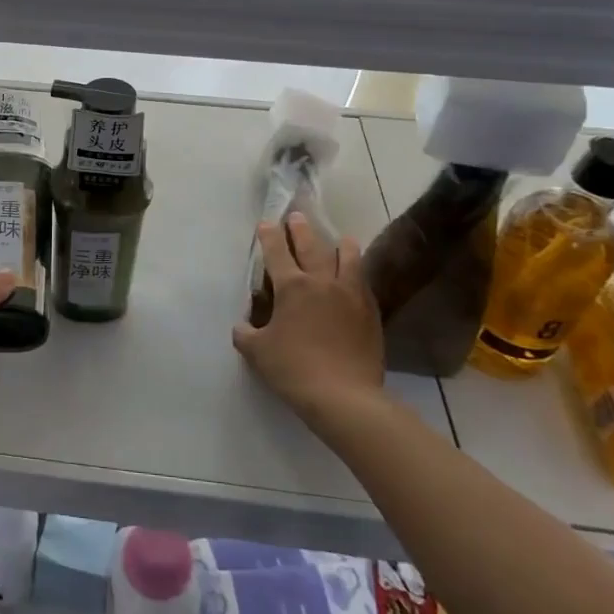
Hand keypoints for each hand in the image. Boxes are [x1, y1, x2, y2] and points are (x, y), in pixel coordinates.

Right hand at [233, 214, 385, 418]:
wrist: (344, 396)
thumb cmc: (294, 369)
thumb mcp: (257, 352)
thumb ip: (246, 333)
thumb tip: (243, 326)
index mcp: (292, 287)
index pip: (277, 252)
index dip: (269, 235)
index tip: (266, 223)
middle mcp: (322, 282)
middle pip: (312, 245)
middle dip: (301, 229)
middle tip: (297, 218)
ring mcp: (350, 294)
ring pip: (347, 257)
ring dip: (340, 244)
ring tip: (340, 239)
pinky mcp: (370, 311)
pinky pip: (363, 281)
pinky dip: (356, 272)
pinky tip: (354, 275)